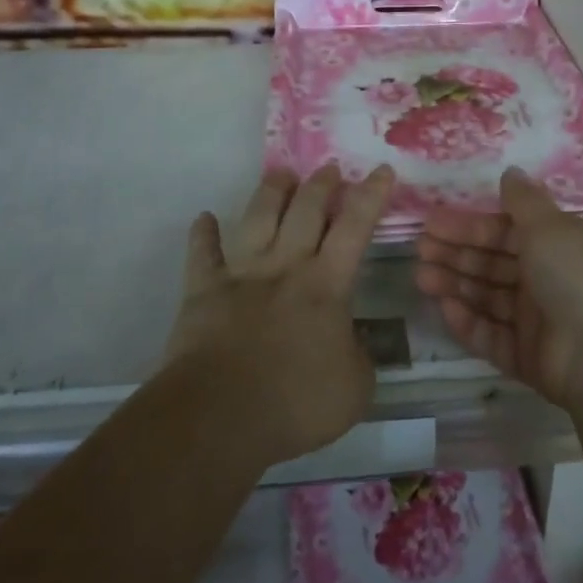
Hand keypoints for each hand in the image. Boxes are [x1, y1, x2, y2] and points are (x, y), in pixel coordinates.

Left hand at [163, 163, 392, 465]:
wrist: (220, 415)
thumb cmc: (296, 402)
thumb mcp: (355, 388)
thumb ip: (361, 357)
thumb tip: (354, 340)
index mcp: (326, 284)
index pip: (355, 227)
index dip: (370, 195)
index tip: (381, 169)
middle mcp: (285, 267)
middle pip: (305, 210)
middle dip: (321, 184)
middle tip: (329, 168)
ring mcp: (242, 275)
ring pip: (257, 219)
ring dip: (271, 192)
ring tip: (281, 174)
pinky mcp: (203, 292)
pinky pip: (202, 255)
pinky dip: (203, 235)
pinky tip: (203, 219)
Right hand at [415, 168, 582, 409]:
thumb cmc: (576, 277)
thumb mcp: (550, 226)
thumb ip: (524, 201)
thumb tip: (511, 172)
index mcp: (559, 244)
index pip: (506, 230)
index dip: (470, 225)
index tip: (431, 221)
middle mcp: (548, 279)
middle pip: (493, 263)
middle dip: (456, 253)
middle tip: (419, 248)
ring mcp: (537, 320)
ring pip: (488, 297)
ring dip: (455, 284)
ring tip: (421, 276)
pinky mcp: (526, 356)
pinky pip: (491, 335)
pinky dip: (468, 322)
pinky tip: (445, 308)